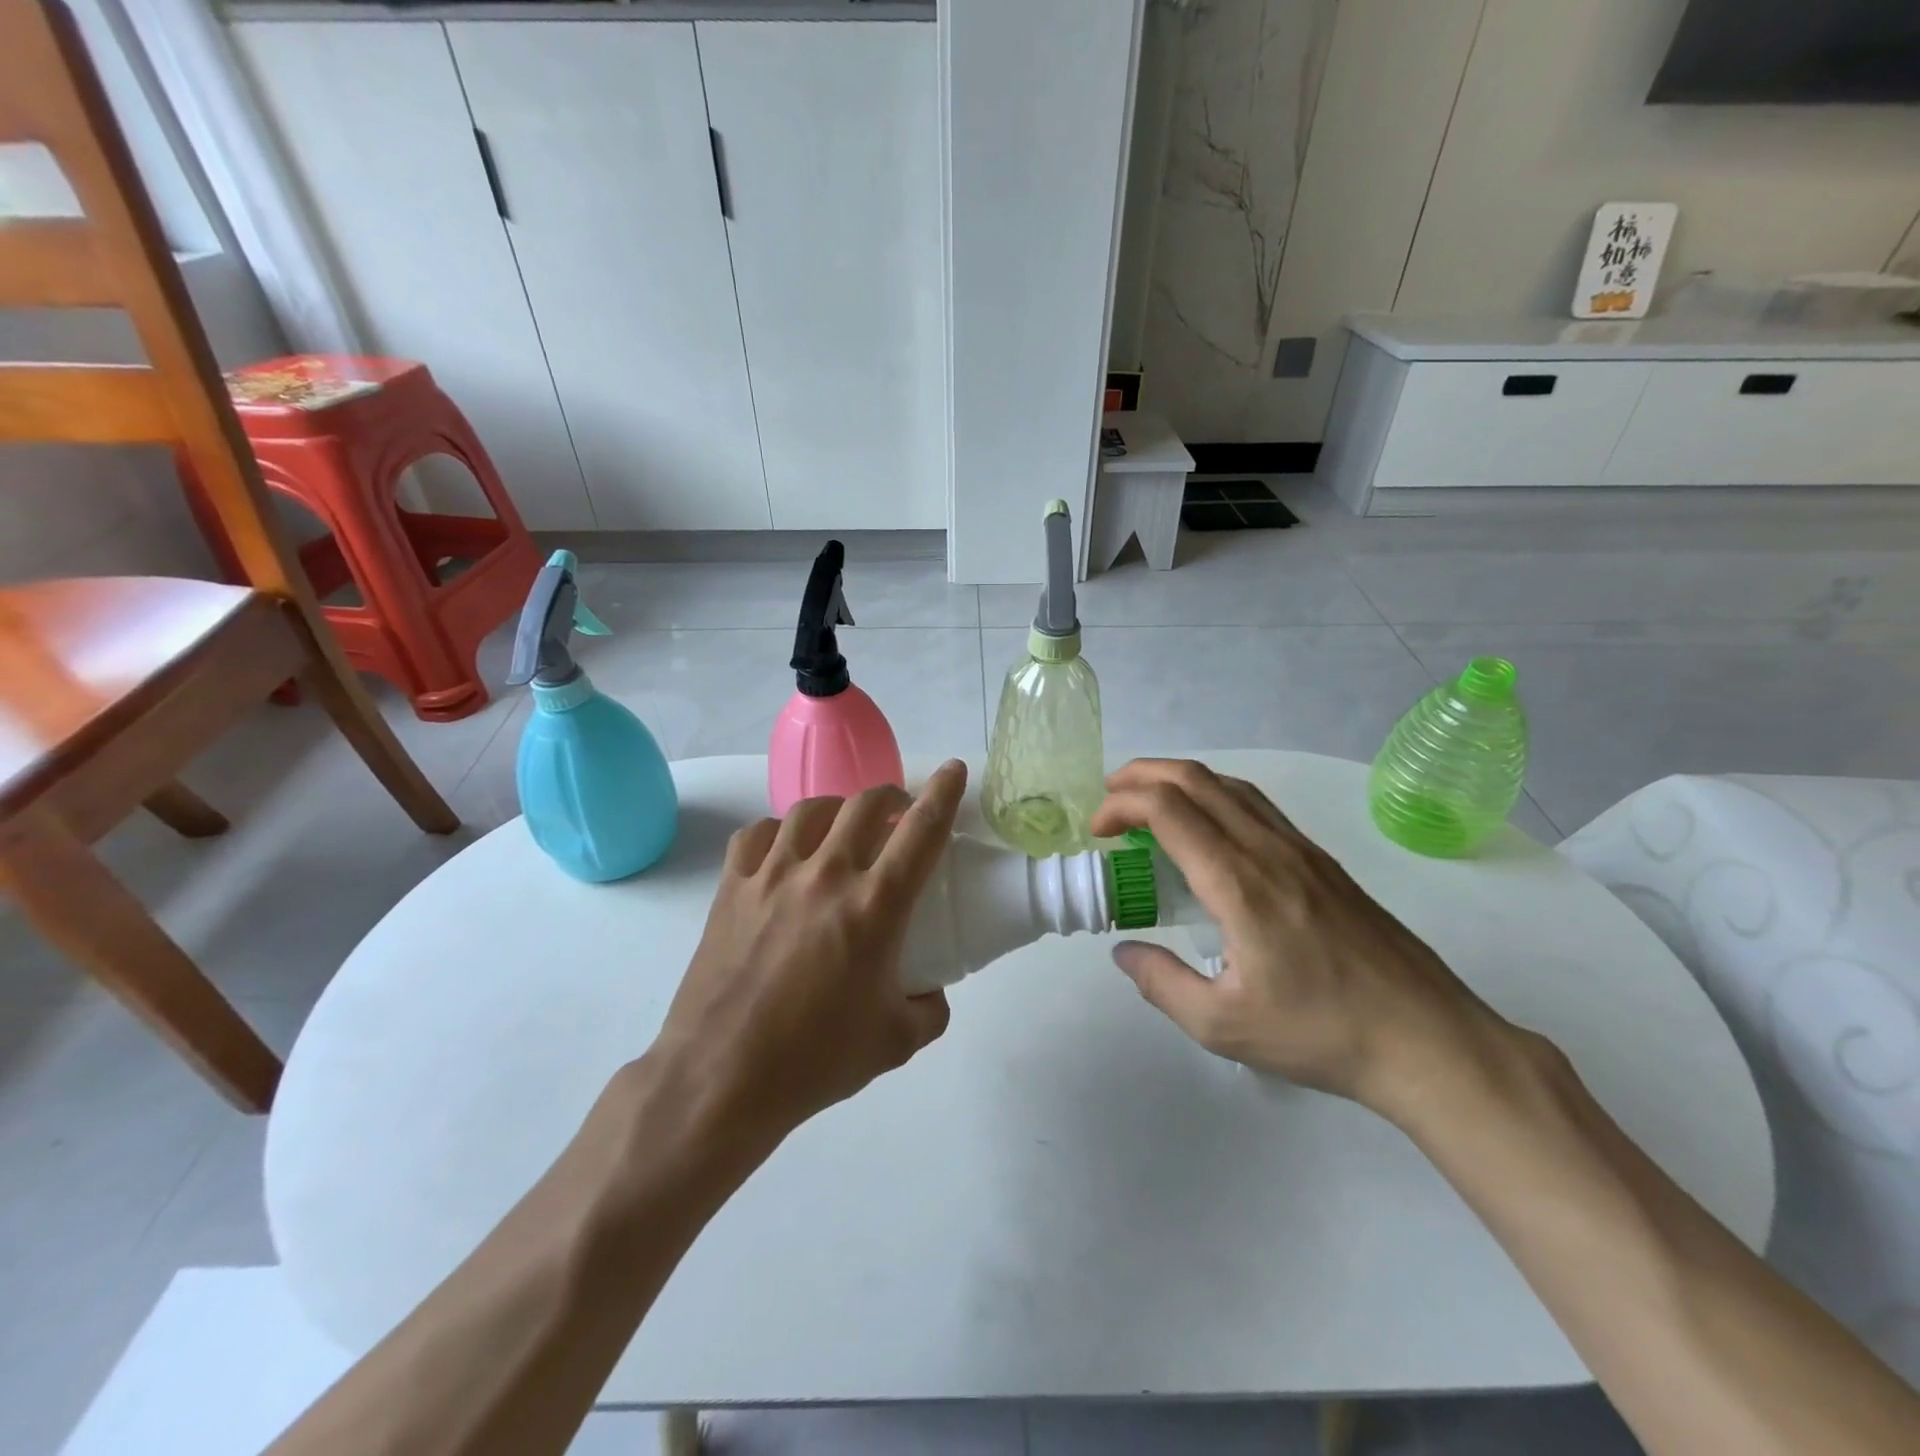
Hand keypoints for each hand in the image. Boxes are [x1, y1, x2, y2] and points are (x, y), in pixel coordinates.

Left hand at [653, 761, 967, 1143]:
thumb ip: (929, 1010)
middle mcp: (826, 875)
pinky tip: (784, 850)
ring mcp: (773, 875)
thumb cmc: (816, 1060)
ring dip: (838, 809)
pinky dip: (779, 831)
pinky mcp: (732, 887)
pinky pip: (758, 834)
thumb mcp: (896, 1042)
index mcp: (875, 906)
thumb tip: (931, 991)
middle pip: (865, 804)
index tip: (954, 769)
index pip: (921, 831)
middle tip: (899, 813)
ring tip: (843, 828)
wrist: (722, 1078)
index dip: (944, 793)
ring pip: (812, 809)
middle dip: (891, 796)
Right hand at [1089, 759, 1507, 1115]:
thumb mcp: (1222, 1026)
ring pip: (1229, 784)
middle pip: (1195, 779)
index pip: (1168, 809)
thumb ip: (1162, 983)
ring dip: (1178, 781)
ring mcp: (1300, 849)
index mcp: (1238, 882)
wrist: (1426, 1039)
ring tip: (1147, 804)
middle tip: (1108, 799)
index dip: (1121, 805)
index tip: (1097, 832)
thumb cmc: (1321, 1033)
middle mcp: (1267, 849)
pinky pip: (1255, 805)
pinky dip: (1213, 797)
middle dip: (1141, 775)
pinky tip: (1206, 830)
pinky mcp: (1320, 861)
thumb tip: (1124, 952)